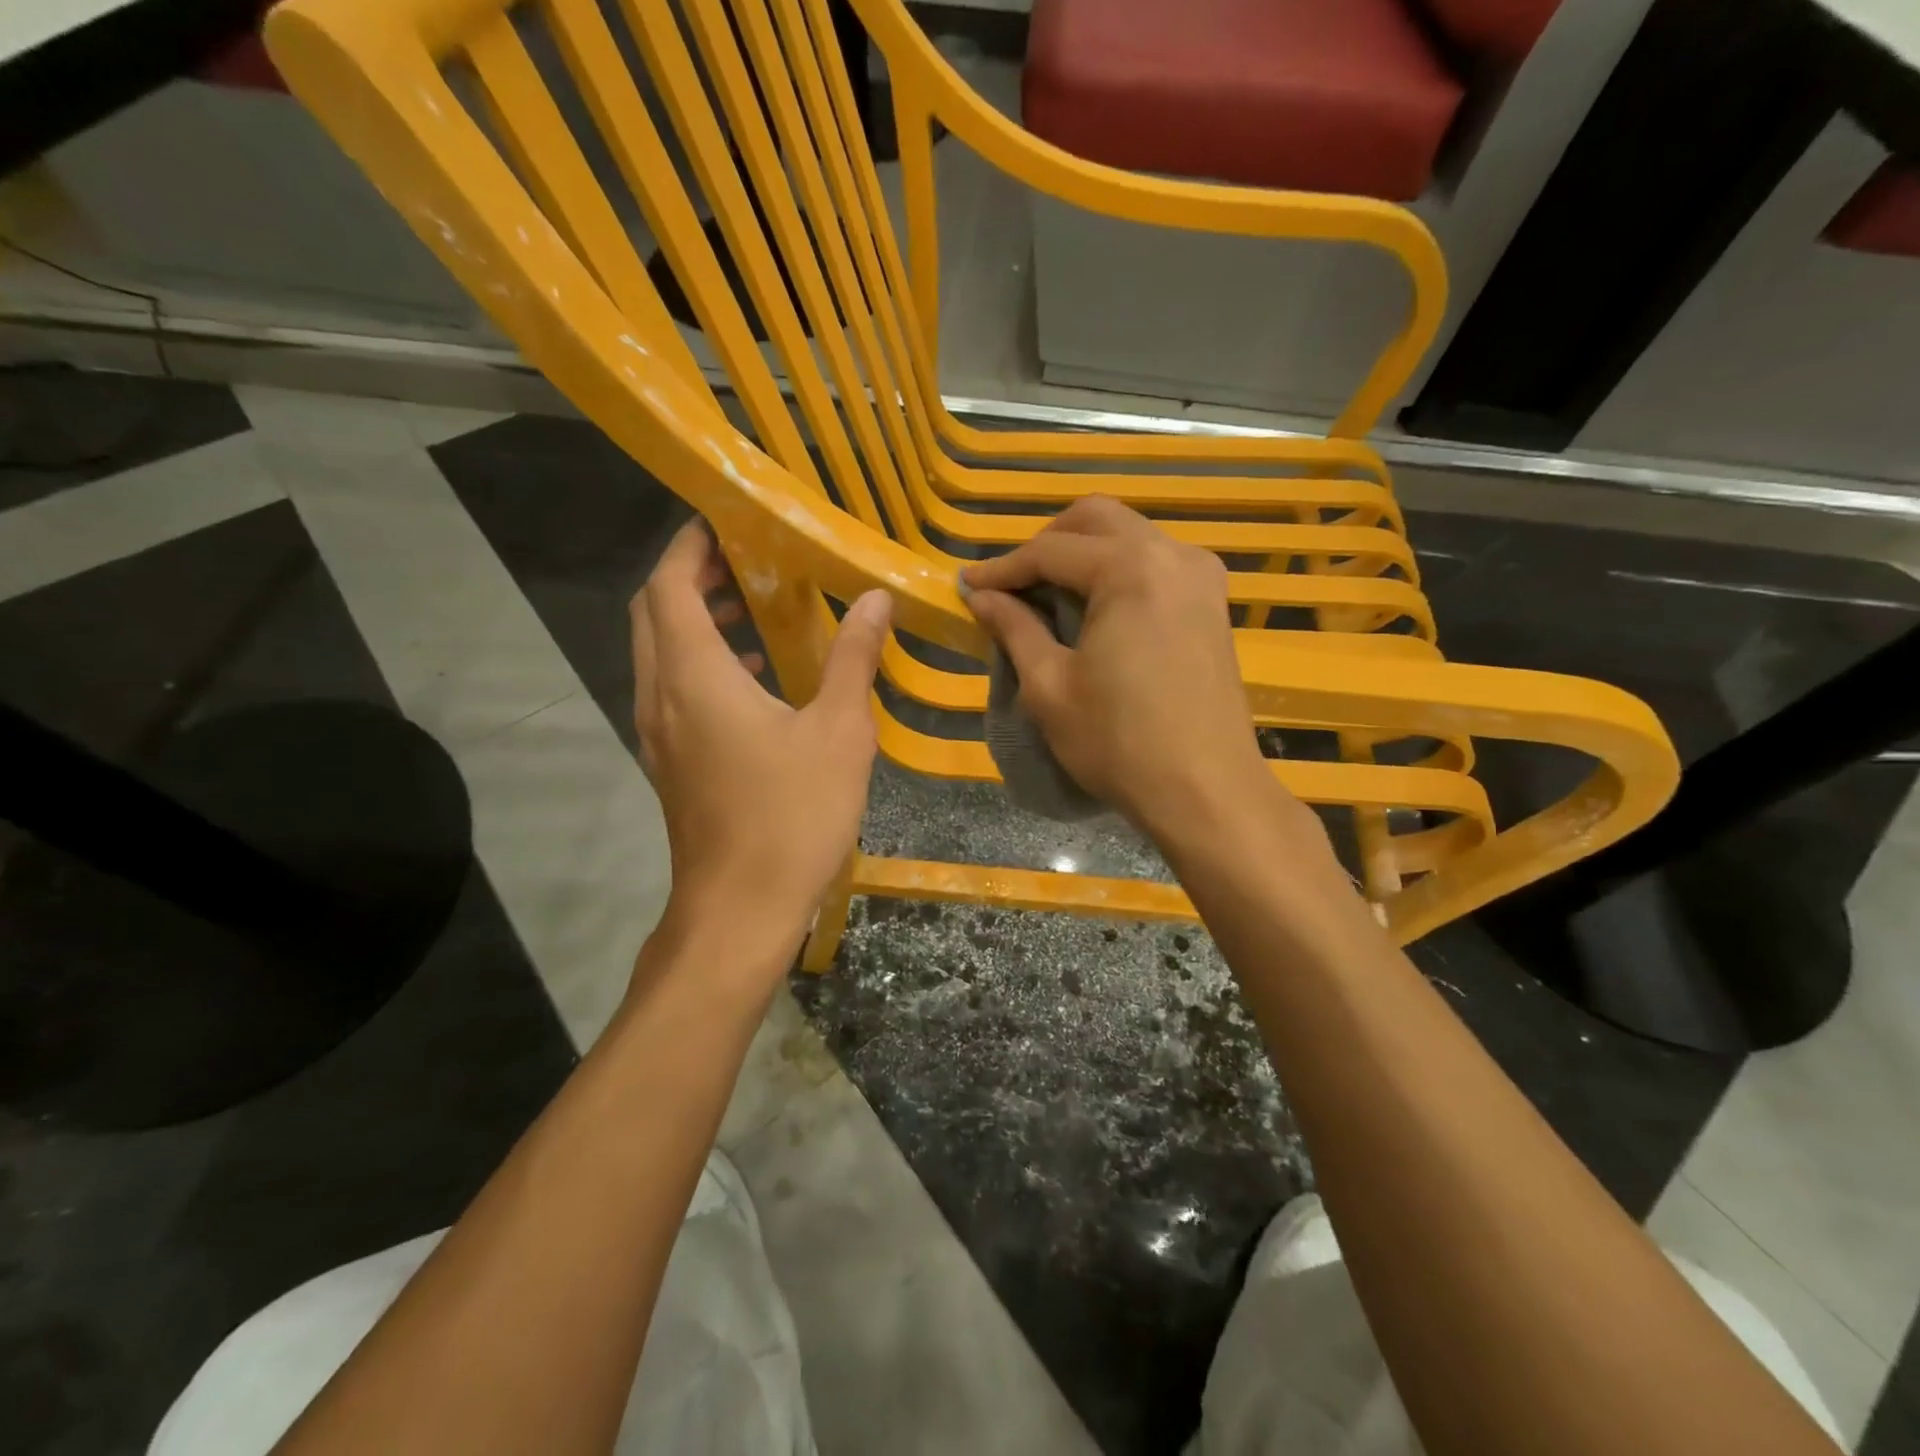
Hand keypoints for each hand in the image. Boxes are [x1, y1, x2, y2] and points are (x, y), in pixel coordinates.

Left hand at [631, 518, 890, 955]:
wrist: (740, 911)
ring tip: (755, 610)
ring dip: (696, 622)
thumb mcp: (839, 732)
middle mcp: (661, 695)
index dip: (690, 544)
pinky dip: (703, 665)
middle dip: (690, 577)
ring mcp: (659, 733)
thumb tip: (876, 598)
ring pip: (660, 654)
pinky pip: (673, 690)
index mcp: (695, 676)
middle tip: (746, 560)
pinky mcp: (671, 763)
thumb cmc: (791, 816)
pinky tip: (757, 681)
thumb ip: (854, 658)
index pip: (669, 584)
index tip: (726, 520)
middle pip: (653, 613)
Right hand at [962, 496, 1279, 845]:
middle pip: (1097, 519)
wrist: (1205, 791)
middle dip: (1046, 543)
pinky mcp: (1213, 603)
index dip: (1003, 568)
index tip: (968, 586)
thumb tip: (981, 596)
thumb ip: (1014, 628)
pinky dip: (1118, 571)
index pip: (1051, 550)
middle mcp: (1173, 555)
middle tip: (1012, 584)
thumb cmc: (1118, 742)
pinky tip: (1096, 608)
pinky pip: (1156, 562)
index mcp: (1130, 569)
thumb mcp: (1049, 686)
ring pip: (1130, 535)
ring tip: (1048, 595)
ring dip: (1084, 553)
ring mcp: (1201, 576)